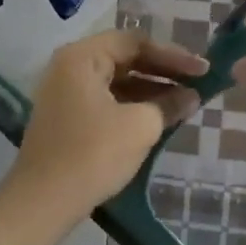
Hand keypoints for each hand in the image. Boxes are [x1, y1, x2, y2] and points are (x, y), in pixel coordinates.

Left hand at [7, 31, 205, 222]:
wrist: (42, 202)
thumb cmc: (93, 154)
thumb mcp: (140, 126)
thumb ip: (169, 104)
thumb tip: (191, 97)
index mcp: (82, 57)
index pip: (135, 42)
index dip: (173, 55)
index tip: (202, 71)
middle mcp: (69, 67)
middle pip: (125, 58)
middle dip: (163, 72)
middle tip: (197, 84)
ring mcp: (65, 94)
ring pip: (117, 82)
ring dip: (151, 90)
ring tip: (185, 103)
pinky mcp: (67, 119)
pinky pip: (107, 101)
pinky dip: (133, 106)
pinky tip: (159, 119)